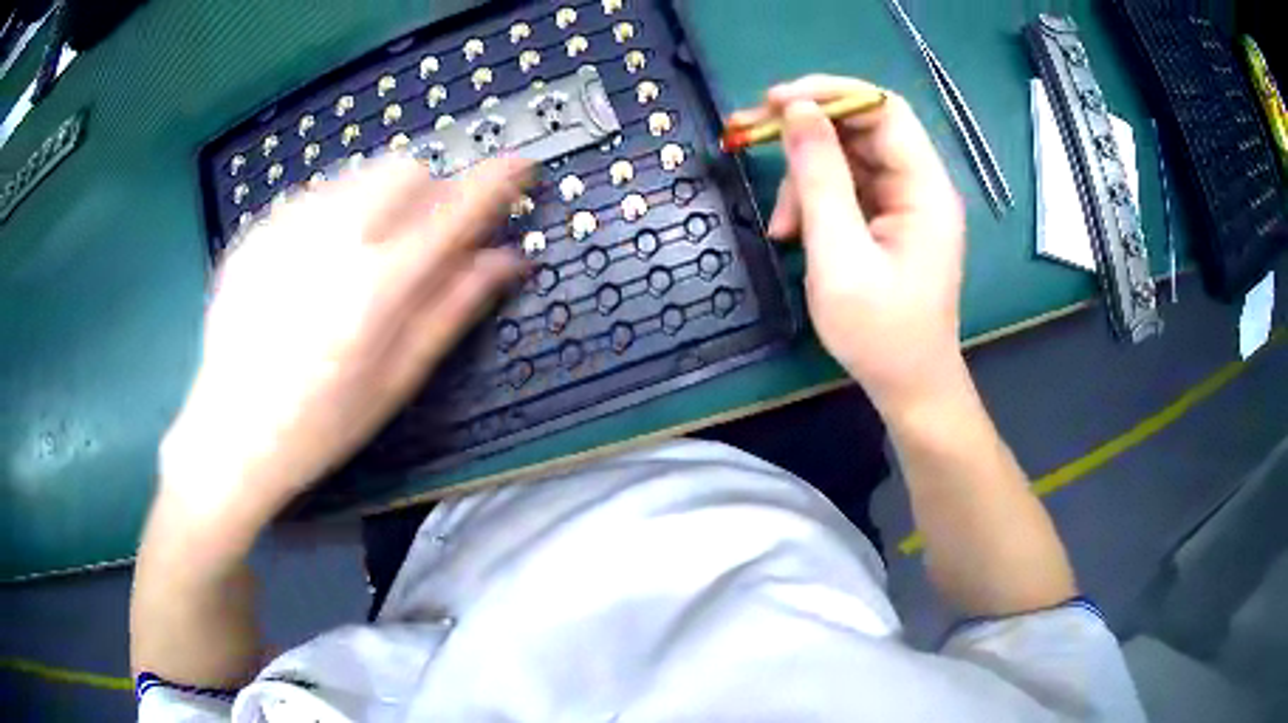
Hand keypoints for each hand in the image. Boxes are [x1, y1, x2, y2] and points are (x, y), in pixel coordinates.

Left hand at [160, 156, 529, 526]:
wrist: (229, 436)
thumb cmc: (319, 425)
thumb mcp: (396, 380)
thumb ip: (453, 308)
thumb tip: (506, 260)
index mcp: (375, 286)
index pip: (455, 209)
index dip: (495, 181)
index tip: (518, 167)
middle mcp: (331, 238)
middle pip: (406, 170)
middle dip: (427, 194)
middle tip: (420, 242)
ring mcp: (285, 227)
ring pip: (359, 176)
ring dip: (380, 202)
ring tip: (361, 259)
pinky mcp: (256, 231)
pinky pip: (314, 196)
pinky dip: (334, 215)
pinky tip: (314, 268)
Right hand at [731, 75, 966, 415]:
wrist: (908, 386)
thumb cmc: (880, 332)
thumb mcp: (840, 254)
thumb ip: (819, 178)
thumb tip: (797, 111)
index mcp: (924, 188)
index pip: (883, 109)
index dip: (831, 93)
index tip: (776, 101)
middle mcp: (919, 186)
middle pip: (861, 129)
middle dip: (806, 131)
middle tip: (750, 134)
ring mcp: (904, 204)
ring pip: (847, 159)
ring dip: (805, 178)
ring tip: (780, 224)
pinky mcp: (889, 222)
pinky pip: (847, 189)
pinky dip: (815, 202)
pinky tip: (793, 232)